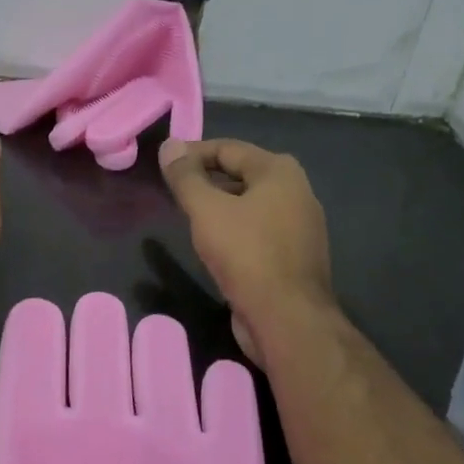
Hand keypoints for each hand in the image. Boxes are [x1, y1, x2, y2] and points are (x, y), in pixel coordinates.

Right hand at [159, 138, 334, 365]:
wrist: (287, 319)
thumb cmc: (246, 254)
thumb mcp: (206, 210)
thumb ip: (185, 177)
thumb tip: (169, 144)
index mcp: (279, 171)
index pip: (227, 148)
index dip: (192, 154)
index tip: (163, 166)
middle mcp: (296, 191)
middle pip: (240, 173)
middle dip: (205, 179)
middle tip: (172, 191)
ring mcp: (300, 225)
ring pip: (249, 203)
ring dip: (218, 205)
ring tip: (187, 216)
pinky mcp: (295, 254)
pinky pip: (257, 229)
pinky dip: (234, 228)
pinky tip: (213, 244)